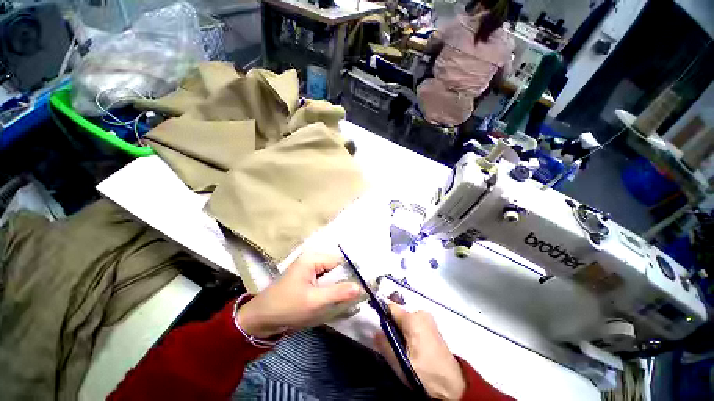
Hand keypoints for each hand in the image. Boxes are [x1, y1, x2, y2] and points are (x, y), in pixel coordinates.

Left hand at [236, 252, 361, 337]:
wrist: (260, 320)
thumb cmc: (286, 307)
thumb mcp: (314, 301)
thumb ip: (338, 293)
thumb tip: (360, 286)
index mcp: (313, 258)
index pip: (340, 262)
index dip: (352, 274)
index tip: (362, 289)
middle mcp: (313, 259)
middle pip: (337, 269)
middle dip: (345, 283)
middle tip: (355, 299)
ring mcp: (310, 269)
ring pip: (332, 277)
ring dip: (339, 289)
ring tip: (346, 303)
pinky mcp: (308, 279)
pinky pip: (326, 282)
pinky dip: (331, 292)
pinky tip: (335, 303)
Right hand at [374, 304, 465, 400]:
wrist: (453, 386)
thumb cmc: (425, 373)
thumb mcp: (400, 363)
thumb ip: (385, 345)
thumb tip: (374, 332)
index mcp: (413, 319)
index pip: (390, 307)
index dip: (382, 316)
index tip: (378, 328)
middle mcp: (421, 314)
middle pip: (399, 315)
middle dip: (393, 327)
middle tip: (394, 345)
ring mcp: (429, 319)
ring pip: (406, 320)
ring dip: (402, 331)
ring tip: (405, 350)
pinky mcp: (433, 326)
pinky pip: (415, 324)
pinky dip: (410, 332)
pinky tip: (414, 348)